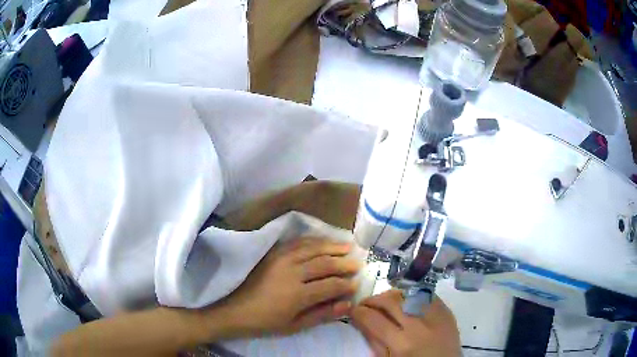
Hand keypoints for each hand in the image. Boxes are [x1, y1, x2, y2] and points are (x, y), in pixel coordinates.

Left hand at [214, 238, 360, 336]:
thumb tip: (348, 304)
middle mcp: (291, 272)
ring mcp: (281, 259)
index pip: (331, 285)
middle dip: (344, 262)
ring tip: (347, 246)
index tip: (357, 284)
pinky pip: (297, 242)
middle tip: (358, 262)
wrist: (237, 311)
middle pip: (324, 263)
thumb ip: (323, 314)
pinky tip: (322, 241)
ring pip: (313, 248)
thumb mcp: (296, 325)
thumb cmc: (268, 322)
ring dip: (332, 246)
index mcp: (298, 294)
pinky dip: (313, 240)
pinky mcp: (273, 253)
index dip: (346, 284)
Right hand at [350, 290, 460, 356]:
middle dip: (372, 300)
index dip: (358, 312)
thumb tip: (361, 321)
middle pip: (389, 301)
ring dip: (390, 295)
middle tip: (365, 304)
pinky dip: (410, 294)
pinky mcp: (446, 309)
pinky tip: (405, 300)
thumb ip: (374, 341)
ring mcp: (435, 314)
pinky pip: (424, 294)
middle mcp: (418, 325)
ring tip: (383, 301)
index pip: (373, 319)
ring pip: (406, 293)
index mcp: (401, 344)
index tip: (353, 311)